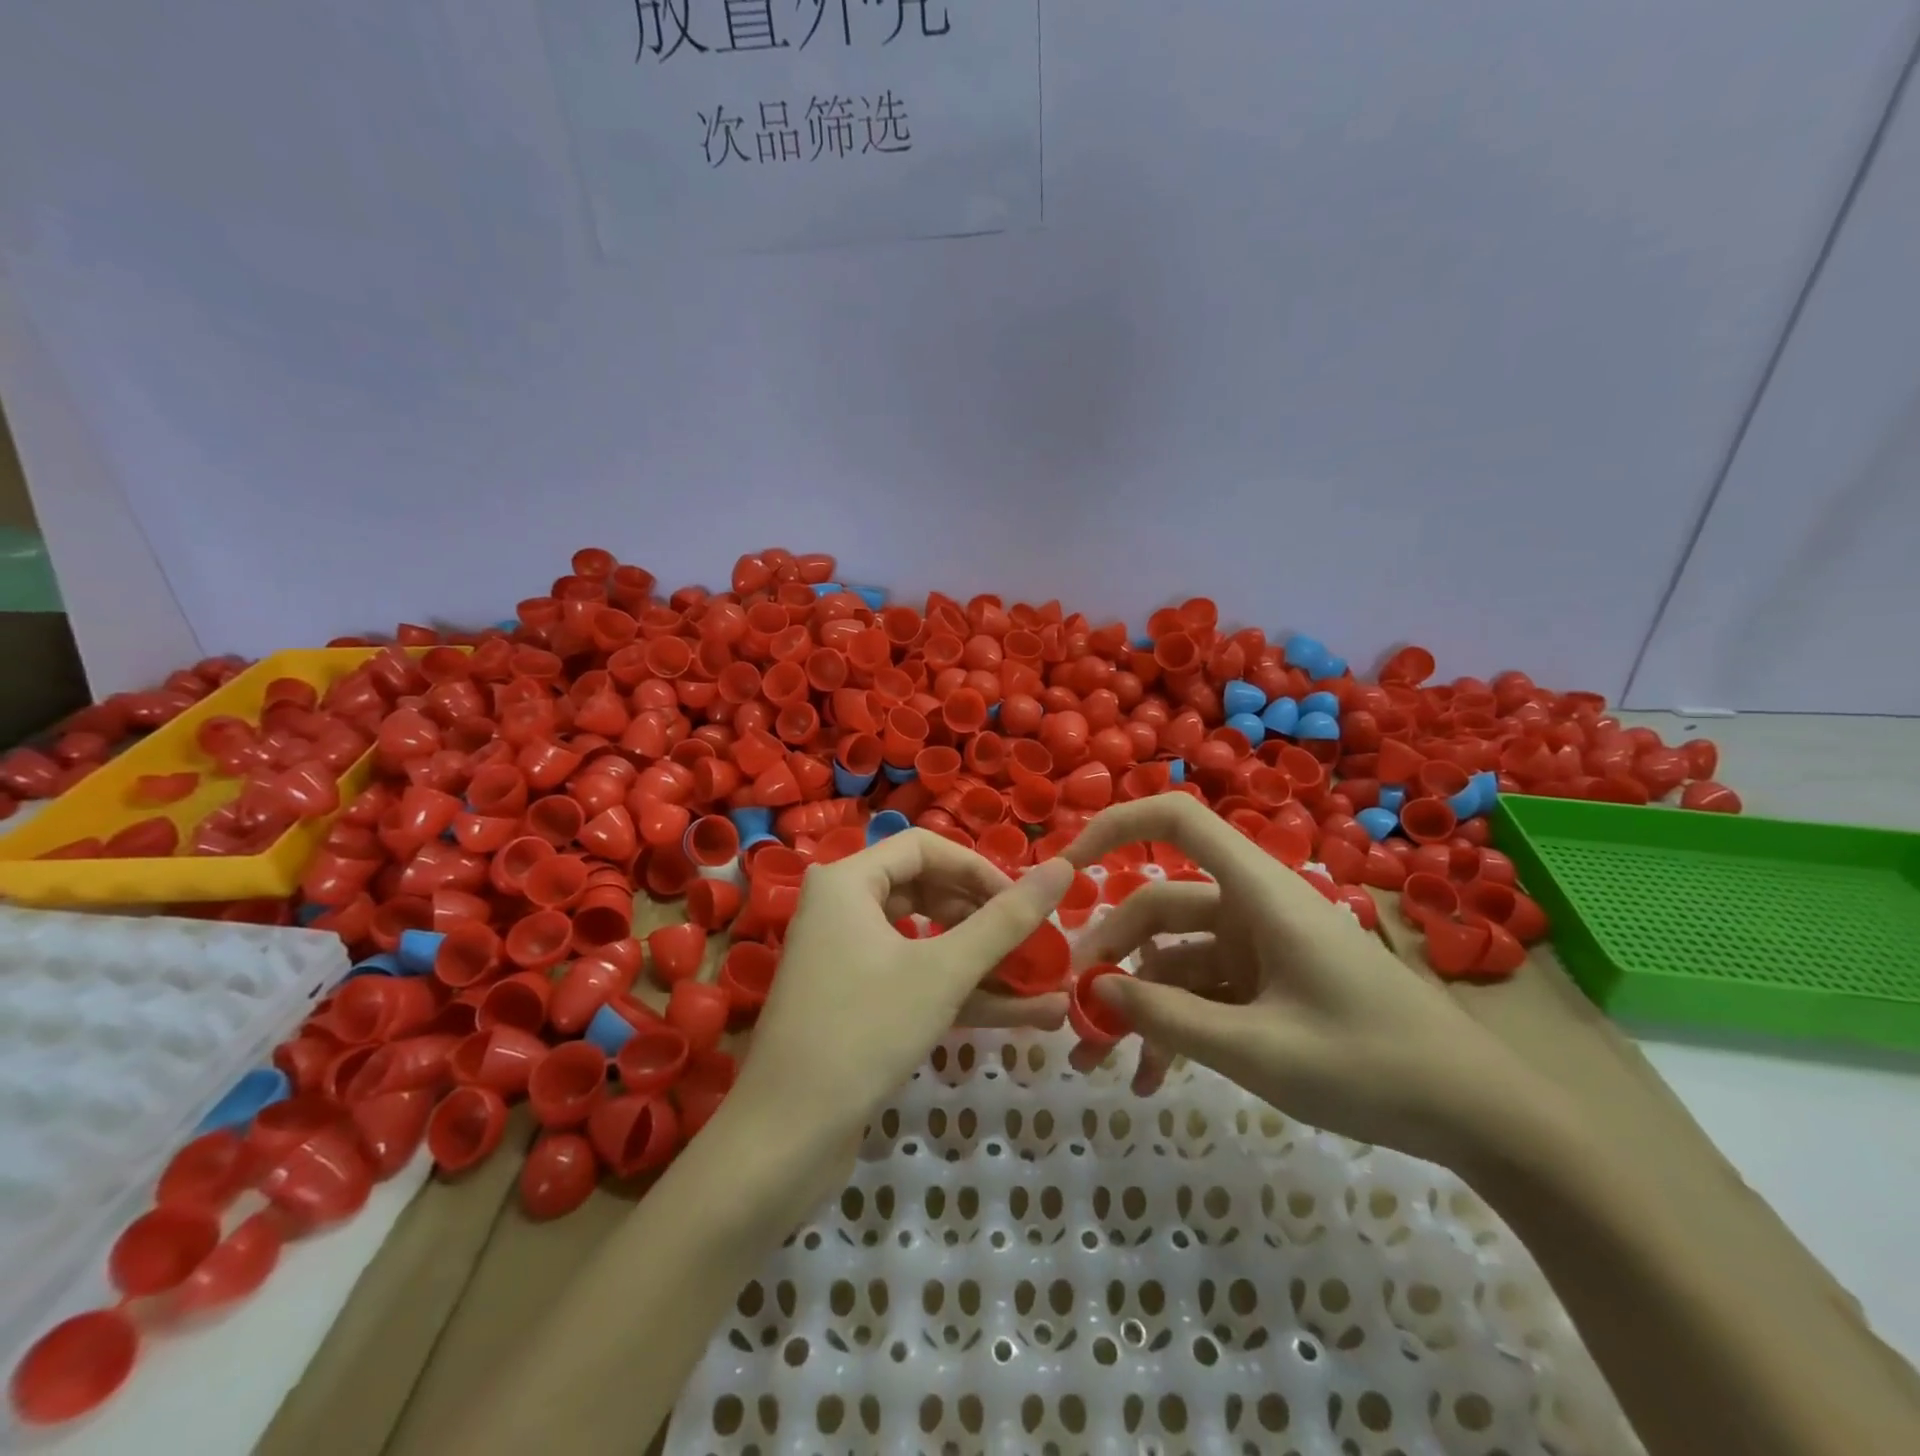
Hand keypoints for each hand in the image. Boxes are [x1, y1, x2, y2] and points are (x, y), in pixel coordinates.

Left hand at [733, 831, 1074, 1144]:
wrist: (786, 1139)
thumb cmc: (865, 1031)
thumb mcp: (944, 970)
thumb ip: (1006, 919)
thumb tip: (1063, 867)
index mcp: (847, 882)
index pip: (925, 848)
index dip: (980, 870)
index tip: (1025, 902)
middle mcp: (842, 909)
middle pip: (929, 893)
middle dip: (988, 921)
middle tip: (1039, 944)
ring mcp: (848, 959)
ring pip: (928, 943)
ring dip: (986, 964)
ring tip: (1050, 983)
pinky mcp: (858, 1003)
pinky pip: (917, 980)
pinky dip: (963, 993)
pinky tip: (1026, 1014)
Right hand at [1065, 794, 1544, 1165]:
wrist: (1480, 1117)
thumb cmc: (1372, 1065)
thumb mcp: (1258, 1050)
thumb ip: (1168, 1017)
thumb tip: (1093, 990)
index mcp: (1256, 892)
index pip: (1175, 821)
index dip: (1114, 827)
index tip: (1063, 869)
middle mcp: (1251, 907)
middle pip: (1158, 907)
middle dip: (1110, 956)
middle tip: (1073, 1012)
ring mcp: (1260, 947)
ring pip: (1175, 958)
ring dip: (1137, 1004)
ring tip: (1100, 1064)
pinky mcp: (1270, 984)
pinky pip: (1205, 993)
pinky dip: (1175, 1025)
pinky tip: (1152, 1079)